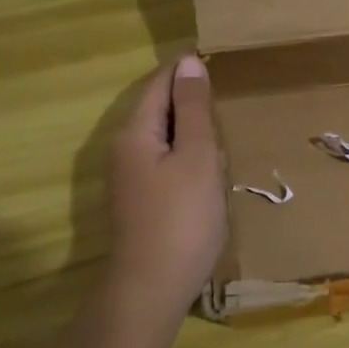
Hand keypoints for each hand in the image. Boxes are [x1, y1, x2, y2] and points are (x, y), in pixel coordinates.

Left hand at [104, 55, 228, 323]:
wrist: (152, 286)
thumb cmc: (182, 216)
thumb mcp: (198, 156)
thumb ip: (193, 110)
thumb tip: (189, 63)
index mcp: (135, 133)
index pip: (158, 85)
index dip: (184, 71)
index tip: (216, 61)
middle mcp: (123, 150)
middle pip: (155, 109)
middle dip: (186, 97)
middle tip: (224, 91)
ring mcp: (128, 179)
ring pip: (159, 137)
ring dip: (187, 127)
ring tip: (220, 124)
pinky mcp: (139, 202)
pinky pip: (162, 161)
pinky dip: (184, 153)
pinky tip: (205, 166)